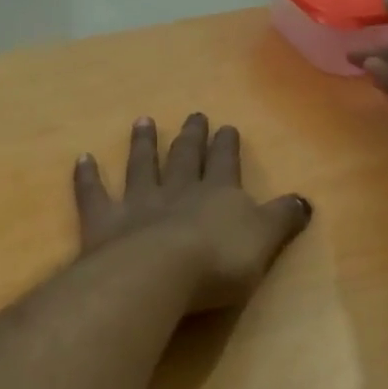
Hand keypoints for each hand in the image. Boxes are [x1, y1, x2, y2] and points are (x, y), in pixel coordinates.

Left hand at [74, 114, 313, 312]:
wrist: (159, 273)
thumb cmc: (219, 261)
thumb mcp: (264, 241)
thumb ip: (282, 218)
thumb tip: (305, 200)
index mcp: (218, 194)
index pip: (225, 162)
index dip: (227, 145)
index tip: (226, 126)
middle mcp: (177, 190)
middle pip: (185, 157)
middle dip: (191, 137)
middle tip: (192, 115)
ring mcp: (138, 203)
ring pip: (141, 166)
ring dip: (142, 144)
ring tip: (142, 122)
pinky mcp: (104, 222)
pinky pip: (94, 194)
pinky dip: (88, 177)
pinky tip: (82, 158)